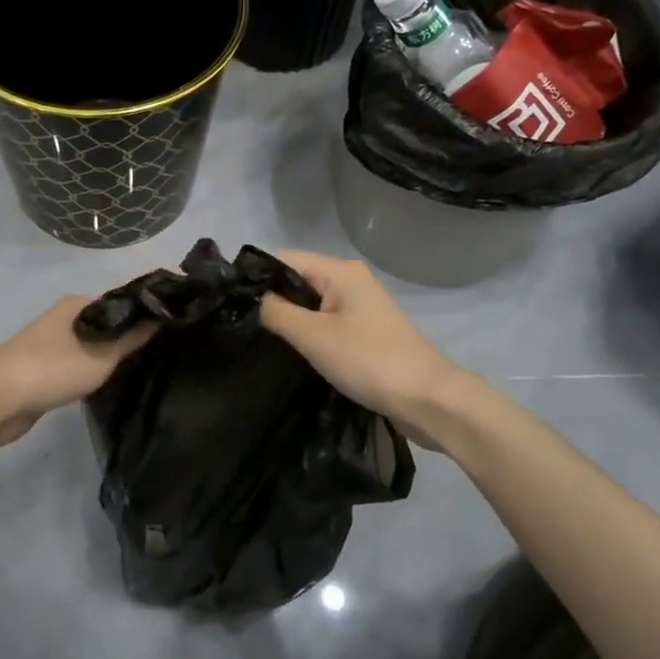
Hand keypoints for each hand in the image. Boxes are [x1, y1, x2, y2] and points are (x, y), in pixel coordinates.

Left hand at [0, 296, 156, 451]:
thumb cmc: (51, 369)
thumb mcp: (101, 355)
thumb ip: (132, 338)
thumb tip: (163, 315)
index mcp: (78, 305)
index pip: (122, 302)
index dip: (147, 312)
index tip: (174, 325)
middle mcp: (65, 319)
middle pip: (108, 324)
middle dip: (132, 336)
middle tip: (164, 353)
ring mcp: (52, 345)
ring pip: (93, 347)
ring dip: (113, 357)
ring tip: (145, 369)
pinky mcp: (44, 372)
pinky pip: (80, 367)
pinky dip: (95, 373)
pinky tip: (112, 385)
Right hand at [259, 252, 463, 437]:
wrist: (426, 398)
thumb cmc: (368, 361)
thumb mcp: (313, 336)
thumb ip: (277, 312)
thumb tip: (253, 299)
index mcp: (340, 272)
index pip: (285, 260)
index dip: (258, 277)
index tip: (233, 303)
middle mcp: (351, 281)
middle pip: (299, 281)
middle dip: (273, 300)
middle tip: (243, 326)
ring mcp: (361, 306)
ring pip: (312, 304)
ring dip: (291, 320)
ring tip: (262, 340)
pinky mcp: (366, 331)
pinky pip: (327, 322)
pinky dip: (310, 333)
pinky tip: (294, 351)